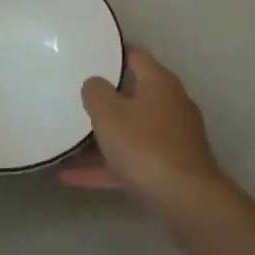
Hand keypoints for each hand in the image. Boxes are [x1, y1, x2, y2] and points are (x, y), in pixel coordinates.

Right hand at [74, 48, 233, 228]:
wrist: (187, 202)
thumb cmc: (146, 146)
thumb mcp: (109, 114)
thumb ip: (96, 92)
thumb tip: (95, 84)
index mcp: (160, 82)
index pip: (134, 55)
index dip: (111, 52)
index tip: (88, 54)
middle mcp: (170, 104)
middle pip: (132, 94)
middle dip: (104, 99)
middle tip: (73, 97)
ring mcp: (172, 139)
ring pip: (130, 131)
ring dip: (101, 138)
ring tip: (67, 141)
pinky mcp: (169, 169)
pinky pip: (131, 161)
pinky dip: (105, 166)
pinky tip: (71, 177)